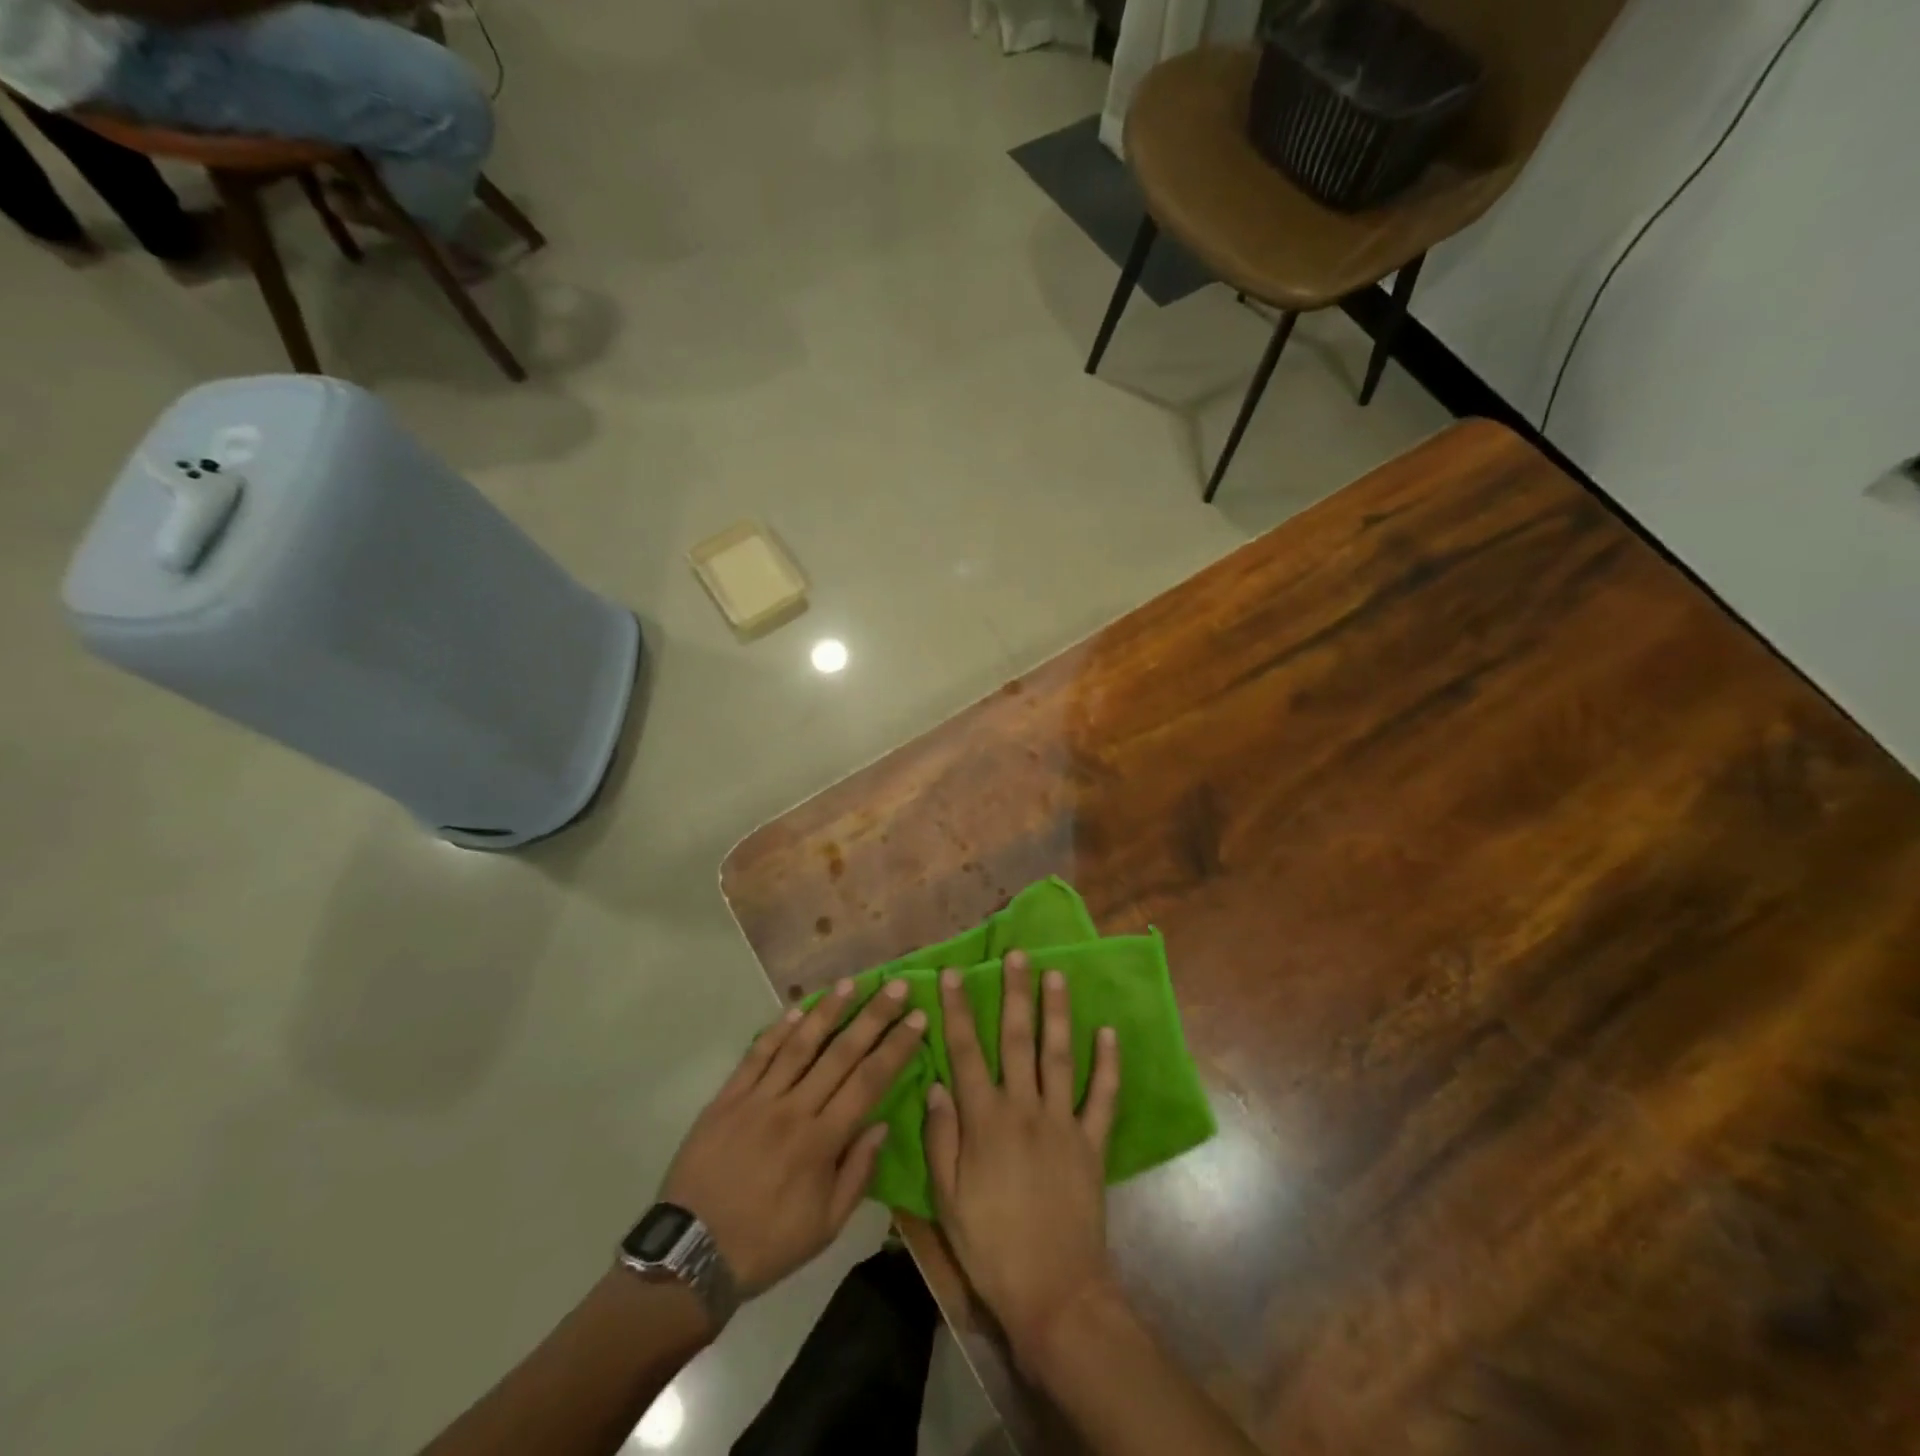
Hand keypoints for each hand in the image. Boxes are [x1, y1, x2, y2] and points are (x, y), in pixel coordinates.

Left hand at [660, 978, 924, 1299]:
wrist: (690, 1256)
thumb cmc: (767, 1244)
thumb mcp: (825, 1226)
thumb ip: (857, 1173)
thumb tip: (882, 1123)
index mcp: (821, 1142)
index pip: (869, 1082)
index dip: (896, 1047)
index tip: (919, 1018)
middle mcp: (794, 1110)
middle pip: (841, 1053)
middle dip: (873, 1016)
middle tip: (897, 986)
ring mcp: (758, 1100)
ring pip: (799, 1044)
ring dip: (828, 1010)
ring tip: (851, 982)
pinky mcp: (727, 1098)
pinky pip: (757, 1055)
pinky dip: (778, 1029)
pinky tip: (797, 1008)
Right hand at [925, 951, 1120, 1368]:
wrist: (1054, 1293)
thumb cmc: (991, 1247)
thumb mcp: (947, 1199)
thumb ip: (941, 1137)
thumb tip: (935, 1084)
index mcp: (985, 1120)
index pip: (966, 1052)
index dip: (958, 1011)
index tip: (954, 974)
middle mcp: (1024, 1108)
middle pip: (1016, 1040)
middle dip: (1015, 994)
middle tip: (1017, 955)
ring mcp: (1062, 1122)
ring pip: (1059, 1055)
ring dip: (1057, 1013)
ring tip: (1057, 975)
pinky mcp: (1092, 1142)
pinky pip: (1102, 1097)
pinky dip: (1108, 1064)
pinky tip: (1108, 1032)